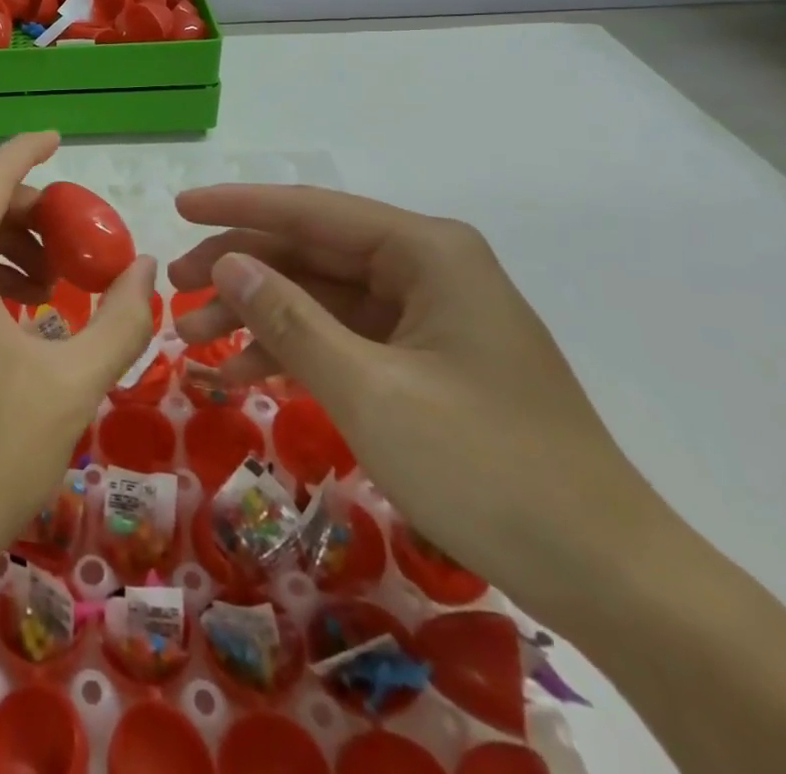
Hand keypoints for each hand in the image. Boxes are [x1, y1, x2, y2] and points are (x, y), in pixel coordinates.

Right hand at [169, 184, 669, 622]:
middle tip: (176, 290)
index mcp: (426, 252)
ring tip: (194, 342)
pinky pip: (343, 338)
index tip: (179, 207)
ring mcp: (427, 316)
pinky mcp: (424, 360)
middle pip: (310, 252)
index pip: (311, 211)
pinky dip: (293, 352)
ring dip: (257, 317)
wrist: (609, 578)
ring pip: (320, 297)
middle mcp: (427, 268)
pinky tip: (242, 376)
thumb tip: (228, 263)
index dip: (238, 208)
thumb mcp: (369, 391)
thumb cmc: (487, 468)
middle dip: (239, 270)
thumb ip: (289, 320)